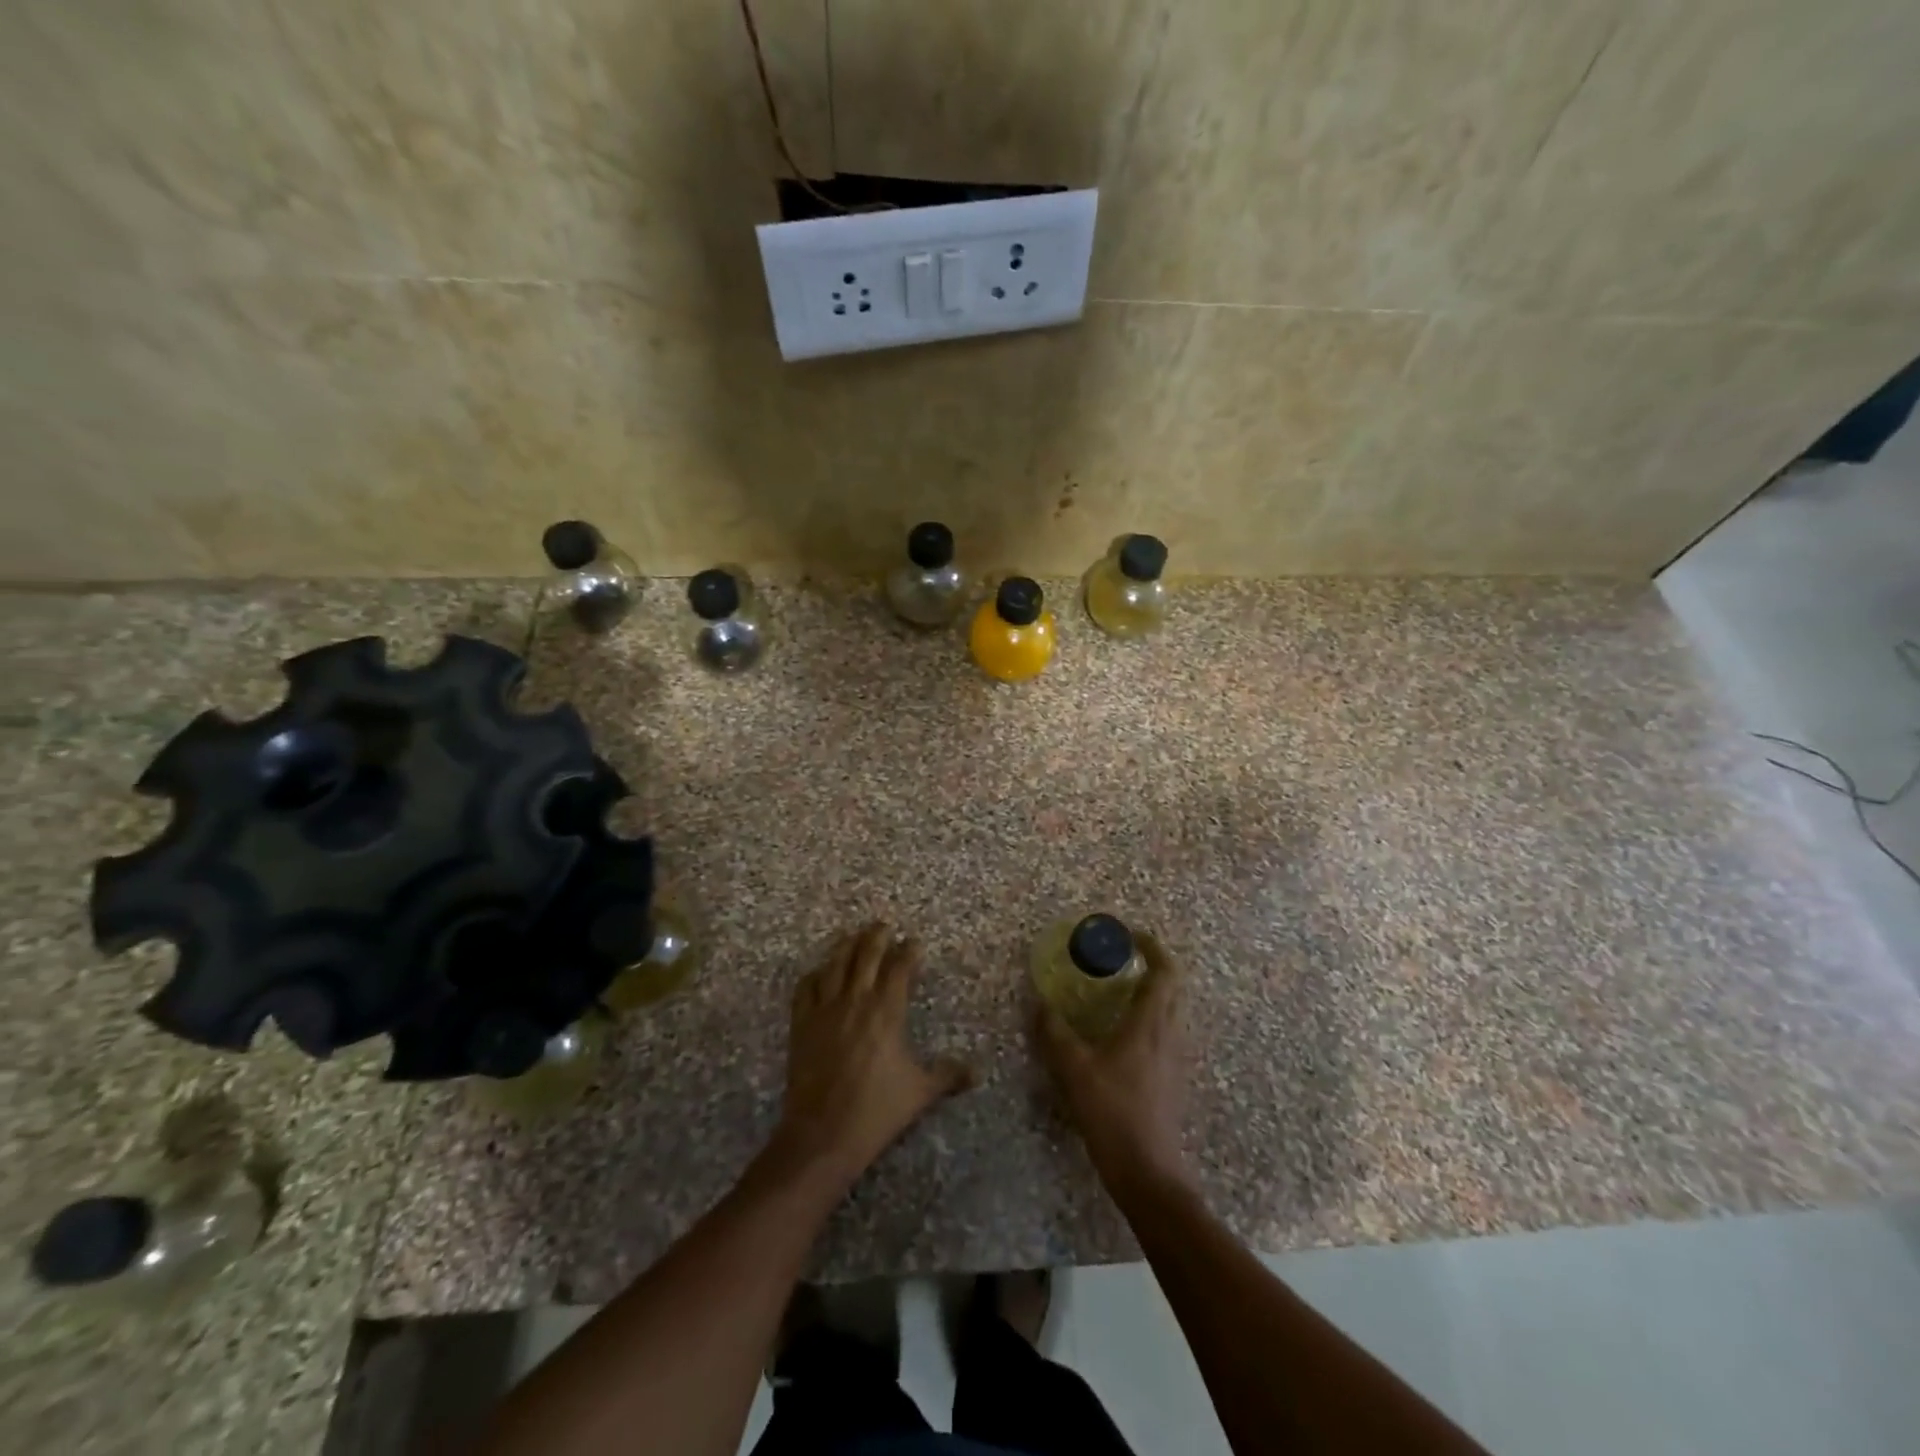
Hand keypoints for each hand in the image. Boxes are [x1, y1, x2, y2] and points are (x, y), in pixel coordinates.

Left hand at [771, 922, 972, 1195]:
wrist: (822, 1134)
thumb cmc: (876, 1110)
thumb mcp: (920, 1092)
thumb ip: (948, 1074)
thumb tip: (978, 1071)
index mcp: (886, 1011)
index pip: (899, 968)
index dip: (908, 951)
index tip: (914, 942)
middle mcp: (855, 1000)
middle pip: (866, 955)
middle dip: (876, 937)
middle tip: (883, 925)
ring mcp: (824, 1010)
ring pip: (834, 964)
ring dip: (845, 946)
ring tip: (852, 935)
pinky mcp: (801, 1024)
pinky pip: (806, 988)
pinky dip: (814, 975)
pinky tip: (819, 972)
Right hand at [1034, 932, 1191, 1193]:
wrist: (1148, 1172)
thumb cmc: (1113, 1113)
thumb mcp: (1074, 1070)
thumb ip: (1054, 1033)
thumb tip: (1038, 1002)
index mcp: (1150, 1024)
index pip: (1165, 971)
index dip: (1152, 947)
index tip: (1130, 935)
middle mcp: (1170, 1034)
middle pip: (1175, 987)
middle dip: (1154, 965)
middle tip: (1124, 959)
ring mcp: (1176, 1058)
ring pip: (1174, 1010)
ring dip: (1155, 991)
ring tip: (1122, 991)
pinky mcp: (1173, 1079)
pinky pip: (1168, 1032)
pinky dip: (1152, 1017)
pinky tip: (1125, 1034)